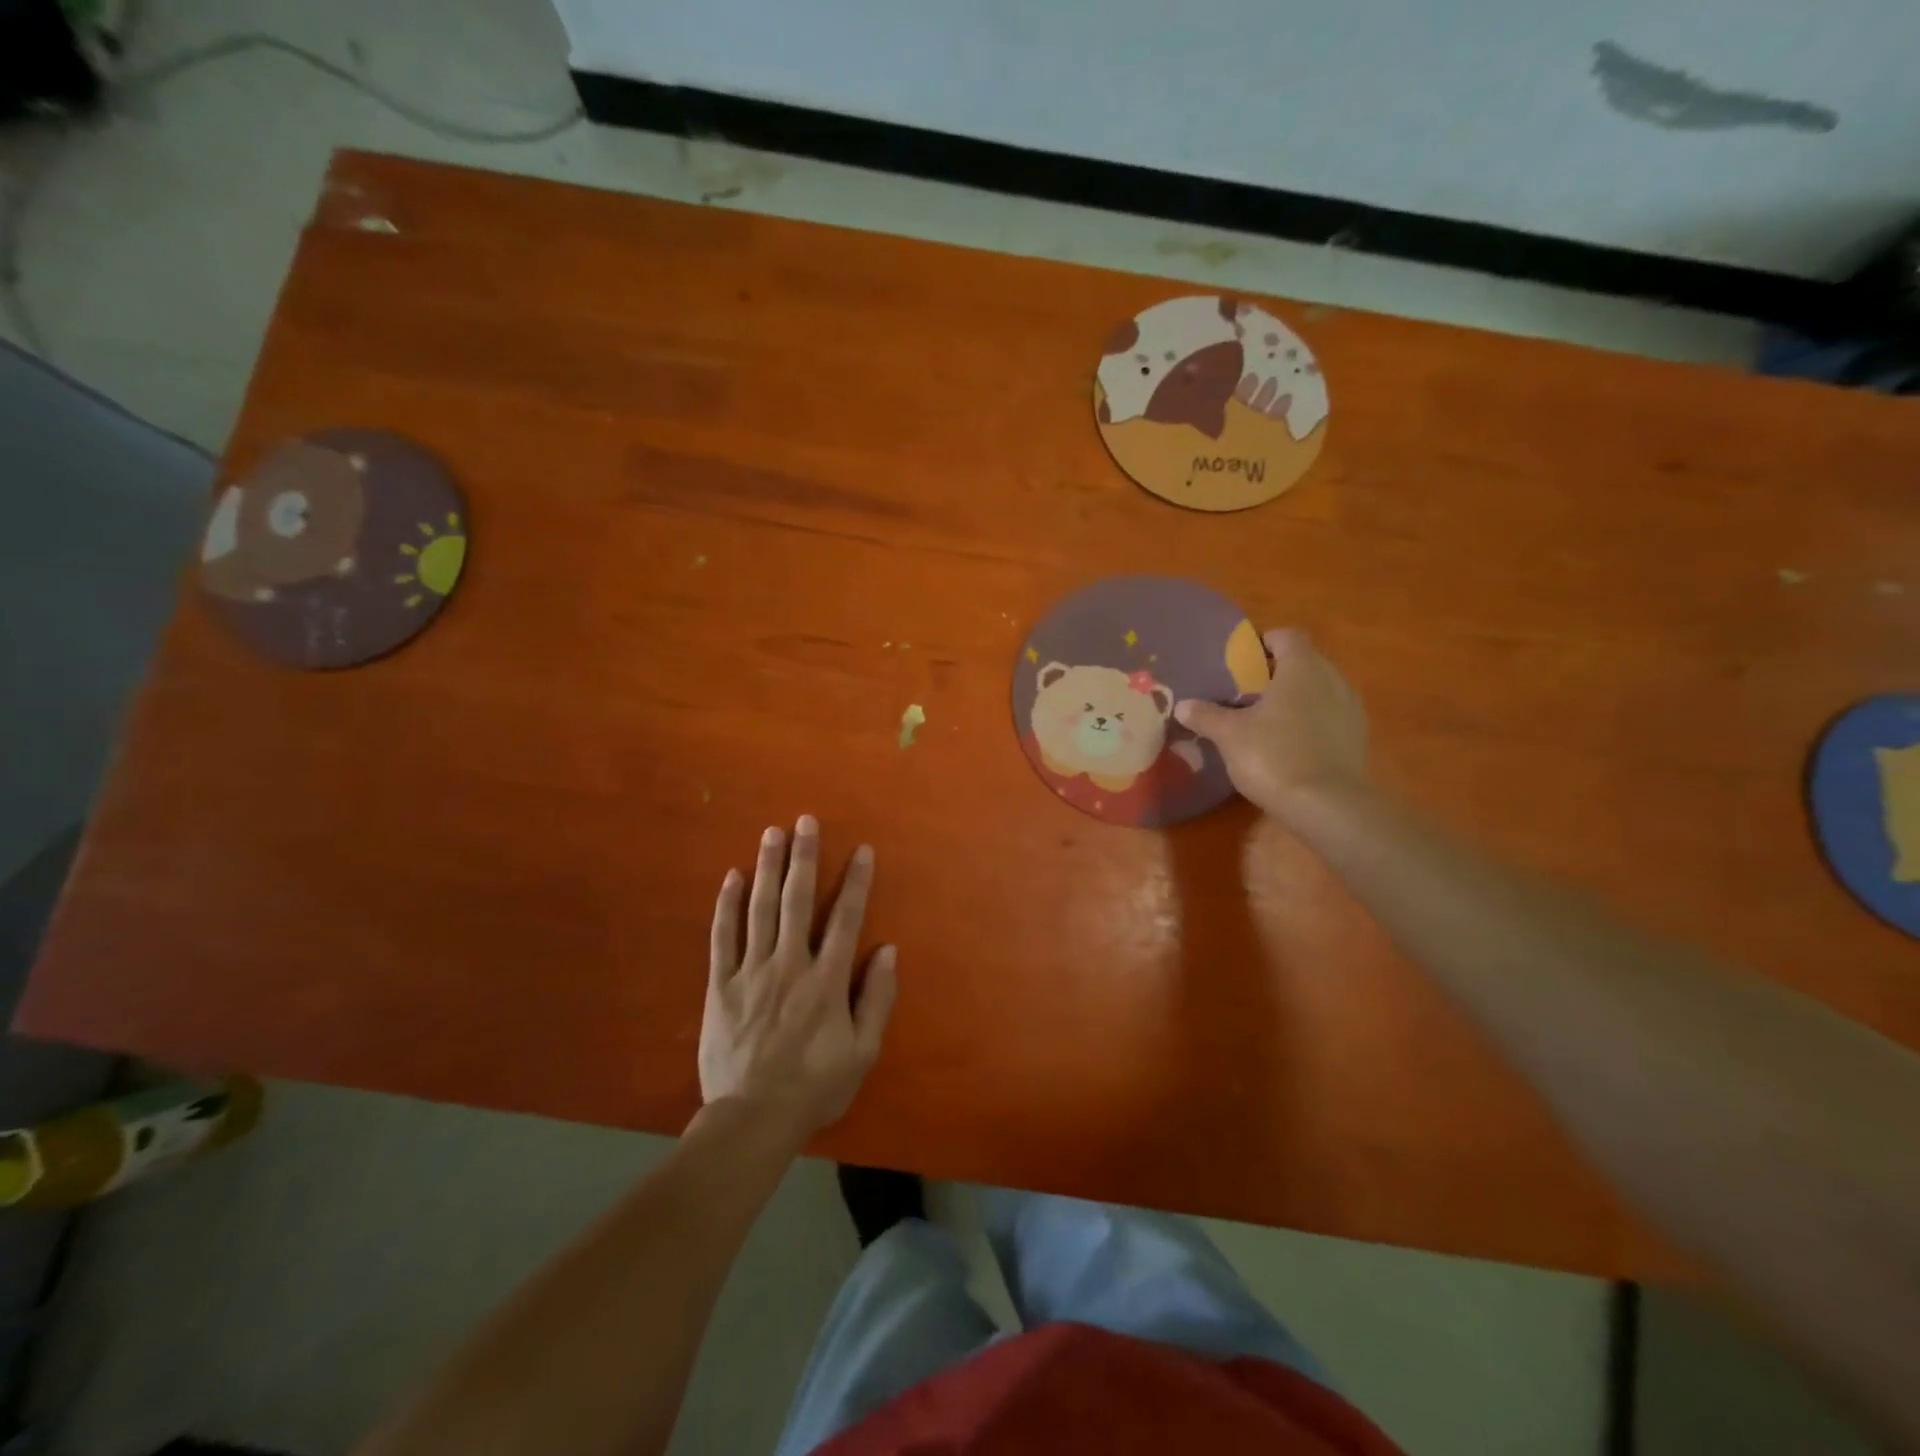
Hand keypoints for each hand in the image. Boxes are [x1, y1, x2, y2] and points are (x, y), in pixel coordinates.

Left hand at [701, 816, 897, 1141]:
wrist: (752, 1120)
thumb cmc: (814, 1087)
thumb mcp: (862, 1052)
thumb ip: (876, 999)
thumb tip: (888, 951)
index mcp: (826, 981)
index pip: (845, 919)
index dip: (855, 882)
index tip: (862, 850)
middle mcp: (790, 965)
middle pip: (797, 901)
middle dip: (804, 857)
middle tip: (805, 821)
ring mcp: (751, 973)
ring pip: (760, 909)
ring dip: (768, 868)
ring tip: (772, 833)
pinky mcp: (721, 986)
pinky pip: (722, 937)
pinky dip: (727, 905)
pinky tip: (732, 876)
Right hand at [1175, 628, 1368, 823]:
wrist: (1327, 806)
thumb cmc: (1274, 756)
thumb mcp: (1229, 735)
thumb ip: (1206, 715)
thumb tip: (1183, 705)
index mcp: (1302, 668)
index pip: (1286, 637)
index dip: (1262, 643)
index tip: (1240, 661)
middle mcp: (1332, 679)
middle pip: (1304, 662)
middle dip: (1276, 672)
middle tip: (1246, 692)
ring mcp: (1350, 709)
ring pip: (1319, 690)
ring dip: (1296, 698)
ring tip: (1266, 719)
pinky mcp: (1357, 738)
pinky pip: (1330, 717)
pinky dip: (1311, 722)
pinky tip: (1290, 744)